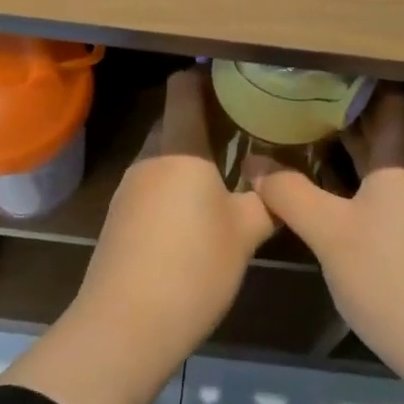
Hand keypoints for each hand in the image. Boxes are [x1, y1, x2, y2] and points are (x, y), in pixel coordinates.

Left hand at [74, 65, 275, 356]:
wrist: (123, 328)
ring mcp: (130, 187)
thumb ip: (267, 200)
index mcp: (180, 147)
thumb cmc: (192, 267)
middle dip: (204, 117)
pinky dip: (174, 180)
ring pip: (163, 152)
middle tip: (243, 125)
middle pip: (174, 118)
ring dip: (189, 152)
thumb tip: (282, 181)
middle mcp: (150, 157)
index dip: (204, 75)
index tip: (234, 79)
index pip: (184, 88)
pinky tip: (196, 209)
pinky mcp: (120, 217)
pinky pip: (152, 181)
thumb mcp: (244, 234)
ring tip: (226, 167)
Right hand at [251, 87, 403, 403]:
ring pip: (374, 158)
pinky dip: (347, 175)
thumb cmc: (391, 277)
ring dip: (341, 144)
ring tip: (296, 127)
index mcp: (399, 158)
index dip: (353, 79)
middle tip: (293, 93)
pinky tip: (316, 180)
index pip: (385, 97)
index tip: (314, 68)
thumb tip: (252, 160)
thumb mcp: (330, 233)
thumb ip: (289, 192)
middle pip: (377, 125)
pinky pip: (374, 185)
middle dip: (338, 109)